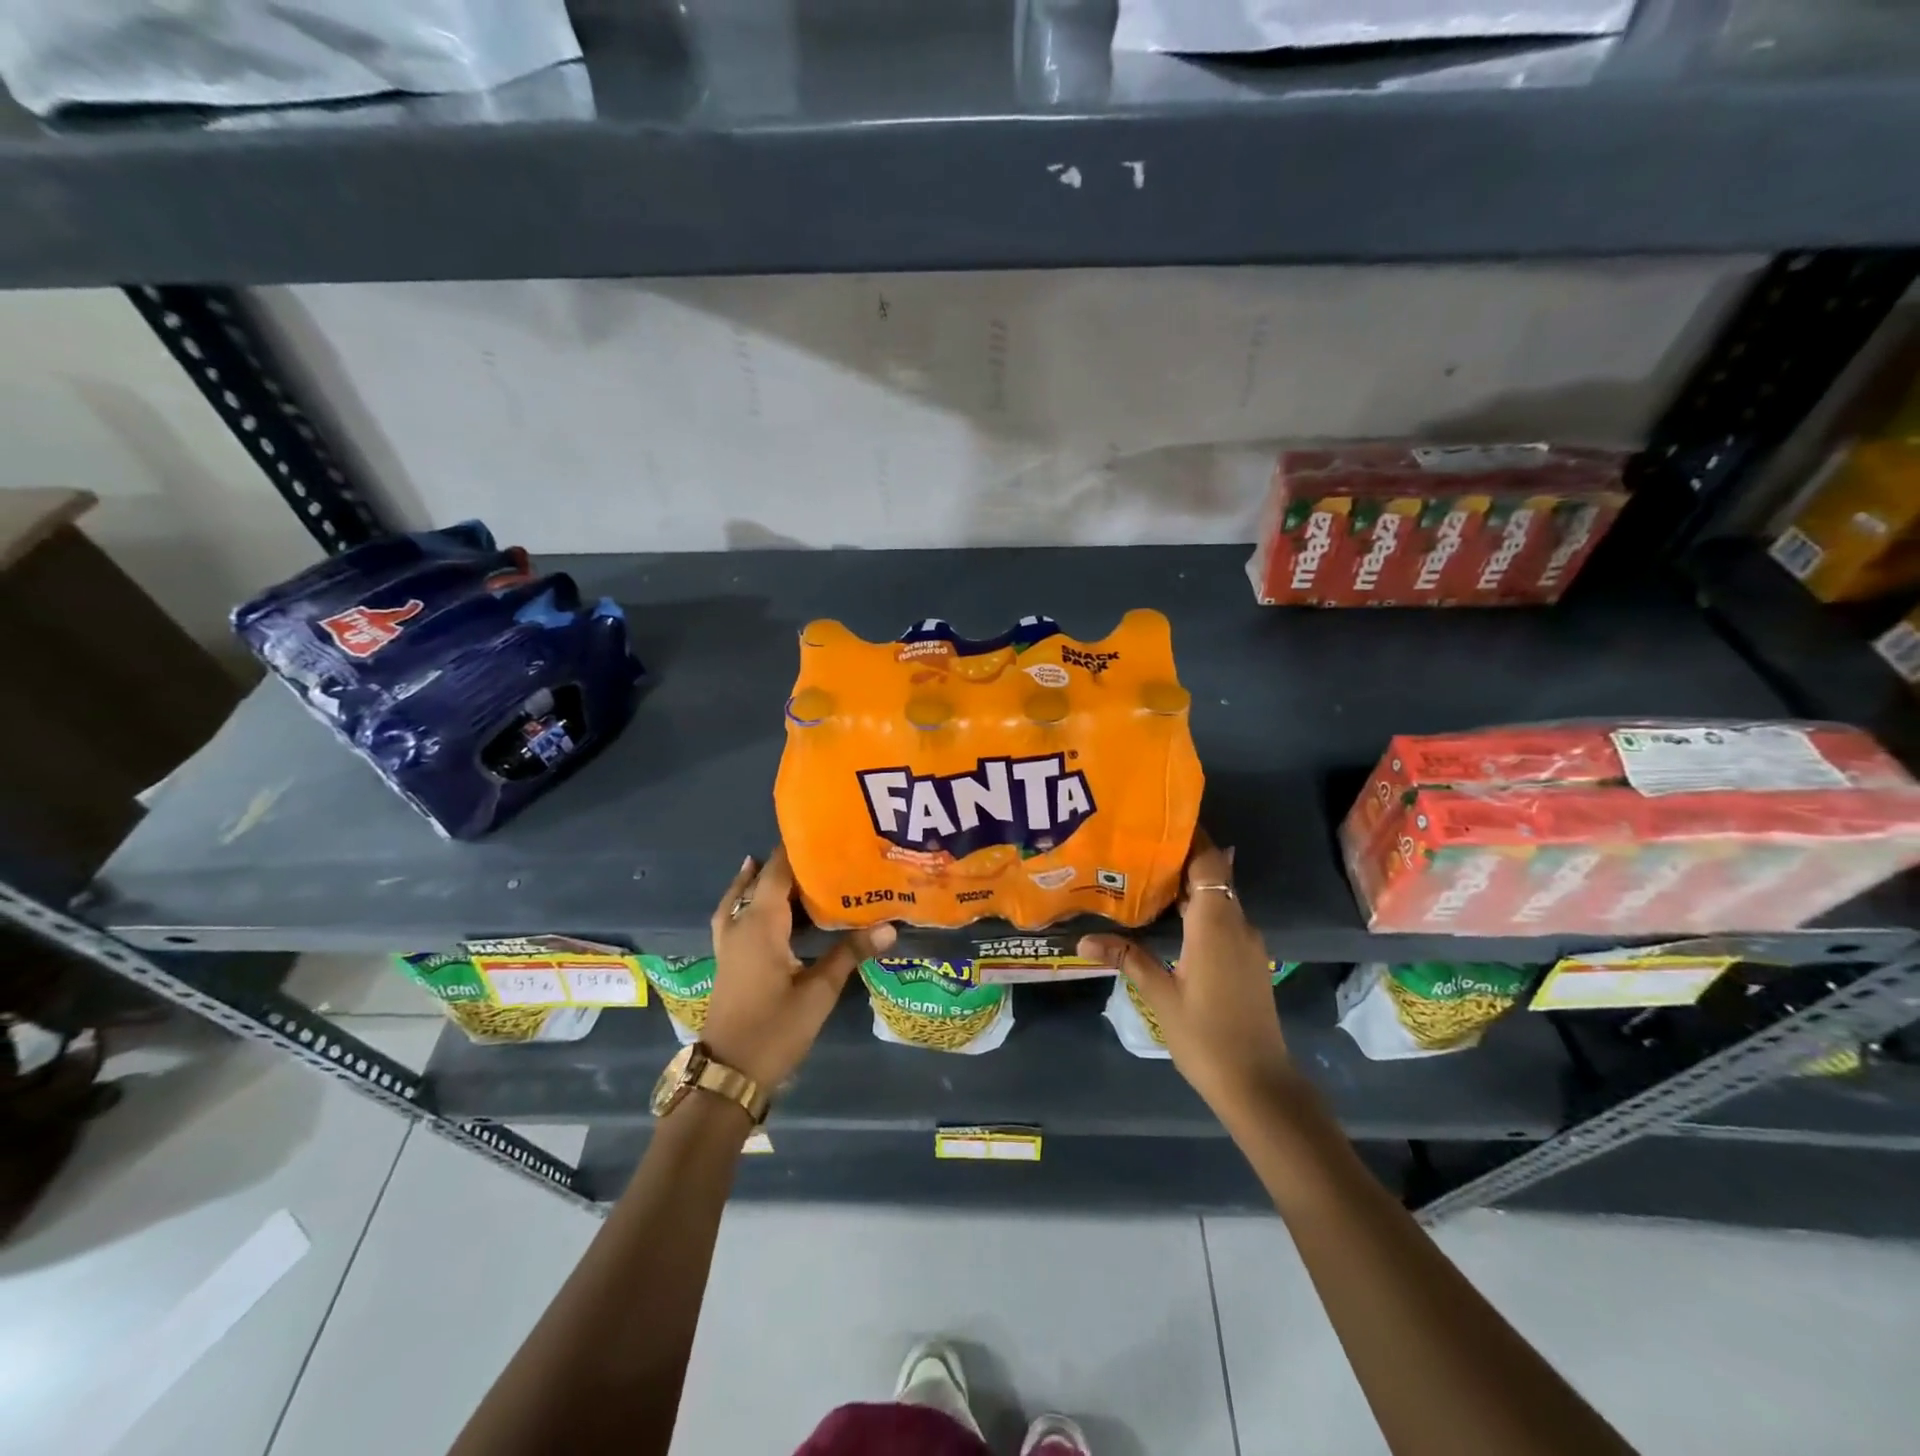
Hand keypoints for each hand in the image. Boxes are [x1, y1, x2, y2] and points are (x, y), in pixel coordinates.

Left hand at [703, 846, 895, 1089]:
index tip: (827, 832)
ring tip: (800, 868)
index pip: (777, 871)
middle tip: (828, 852)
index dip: (798, 849)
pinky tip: (767, 903)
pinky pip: (737, 914)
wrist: (729, 1074)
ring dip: (769, 880)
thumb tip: (889, 926)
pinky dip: (750, 899)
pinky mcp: (730, 958)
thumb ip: (850, 953)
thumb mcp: (819, 991)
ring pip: (745, 896)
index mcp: (760, 924)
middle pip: (762, 880)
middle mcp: (741, 924)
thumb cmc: (775, 1029)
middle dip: (791, 863)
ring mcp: (730, 942)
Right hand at [1080, 834, 1294, 1119]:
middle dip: (1181, 858)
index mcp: (1216, 924)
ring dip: (1189, 885)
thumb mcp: (1160, 996)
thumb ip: (1127, 959)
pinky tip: (1169, 918)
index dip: (1191, 838)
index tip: (1160, 821)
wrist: (1259, 1084)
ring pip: (1218, 898)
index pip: (1209, 863)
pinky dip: (1198, 909)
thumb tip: (1083, 940)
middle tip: (1138, 847)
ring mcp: (1246, 944)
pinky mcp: (1247, 961)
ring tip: (1145, 876)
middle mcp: (1237, 924)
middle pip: (1213, 876)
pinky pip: (1223, 919)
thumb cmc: (1206, 1037)